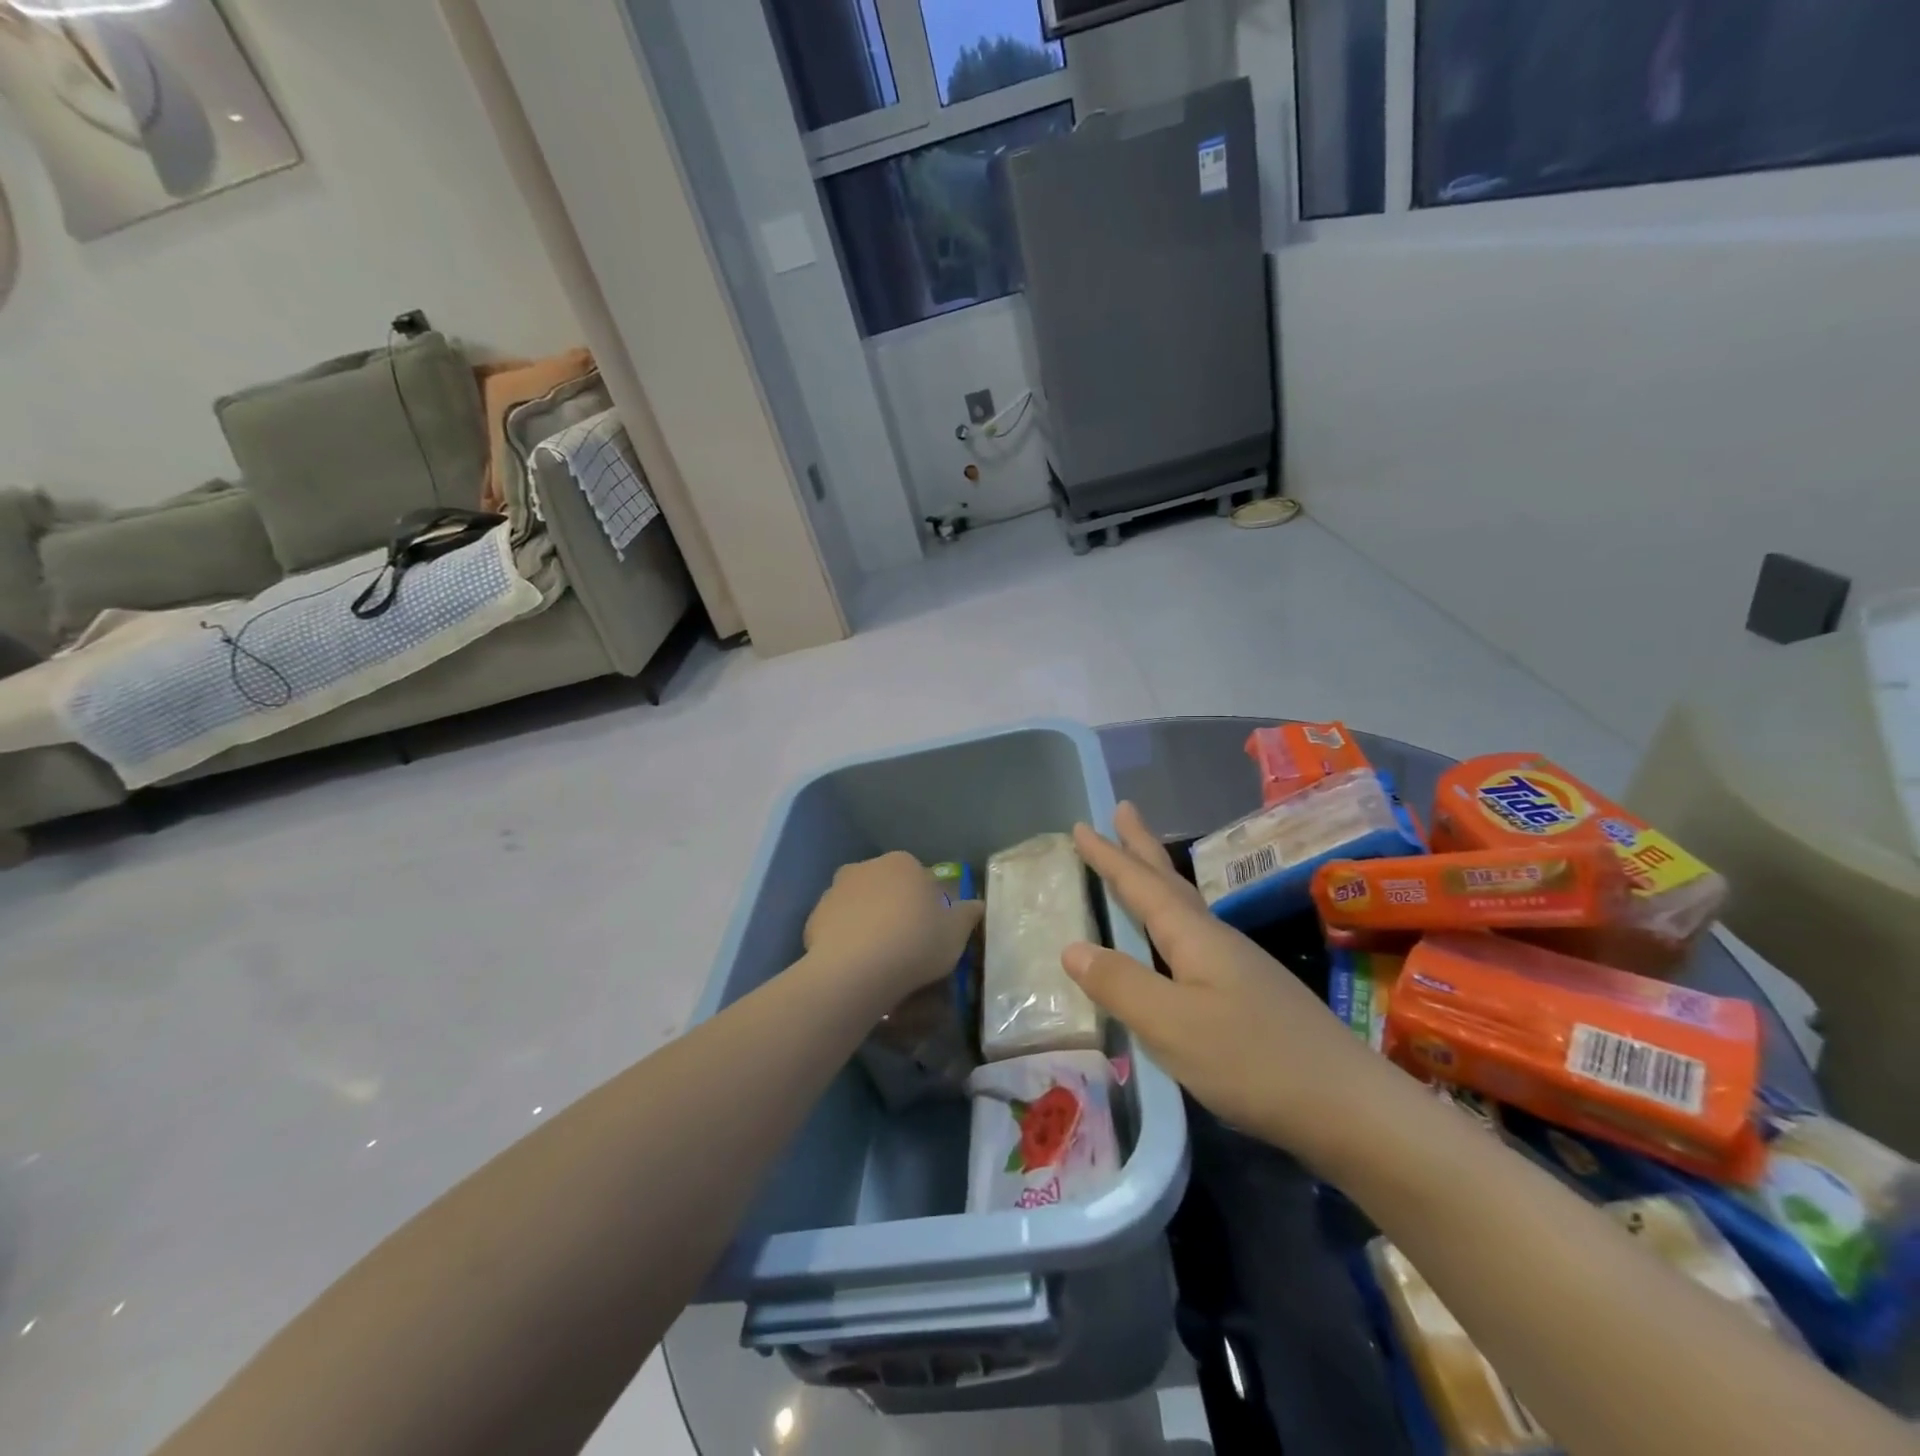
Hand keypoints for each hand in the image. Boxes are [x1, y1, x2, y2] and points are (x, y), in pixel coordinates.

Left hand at [804, 852, 984, 1006]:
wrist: (855, 971)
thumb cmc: (915, 943)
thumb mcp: (956, 933)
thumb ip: (969, 915)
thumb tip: (977, 905)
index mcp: (903, 863)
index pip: (921, 879)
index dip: (929, 905)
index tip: (933, 932)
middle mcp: (866, 867)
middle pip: (888, 888)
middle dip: (896, 909)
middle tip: (907, 944)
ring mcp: (836, 890)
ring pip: (860, 905)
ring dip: (869, 922)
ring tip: (879, 958)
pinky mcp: (814, 917)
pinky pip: (838, 927)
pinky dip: (846, 940)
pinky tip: (856, 965)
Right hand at [1063, 803, 1389, 1164]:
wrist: (1351, 1108)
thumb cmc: (1253, 1061)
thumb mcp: (1172, 1025)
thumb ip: (1121, 985)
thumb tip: (1072, 948)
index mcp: (1195, 937)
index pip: (1141, 885)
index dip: (1109, 857)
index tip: (1081, 825)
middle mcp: (1217, 940)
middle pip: (1170, 882)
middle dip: (1140, 847)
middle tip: (1122, 810)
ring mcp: (1239, 966)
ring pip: (1186, 908)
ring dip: (1157, 880)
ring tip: (1139, 865)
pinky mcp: (1251, 995)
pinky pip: (1196, 938)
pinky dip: (1172, 921)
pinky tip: (1175, 941)